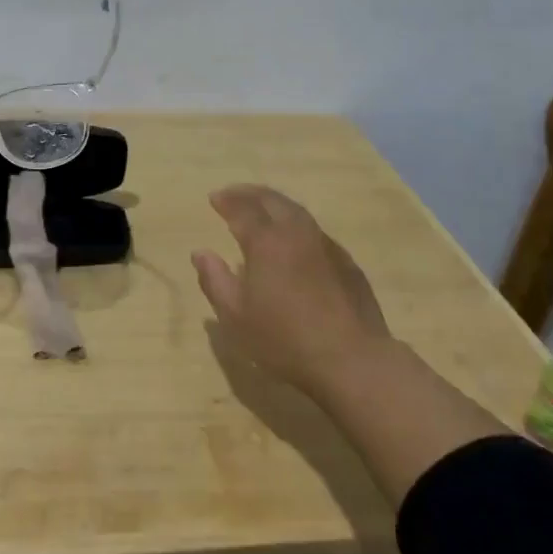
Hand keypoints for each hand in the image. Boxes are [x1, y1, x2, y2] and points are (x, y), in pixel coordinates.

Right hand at [191, 185, 390, 398]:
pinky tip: (294, 242)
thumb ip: (215, 280)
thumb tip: (200, 253)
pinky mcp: (347, 262)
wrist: (352, 359)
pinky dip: (296, 225)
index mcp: (266, 241)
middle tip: (234, 194)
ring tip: (262, 211)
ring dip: (275, 204)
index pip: (243, 208)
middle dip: (250, 193)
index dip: (226, 201)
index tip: (214, 198)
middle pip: (272, 200)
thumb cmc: (284, 339)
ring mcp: (326, 245)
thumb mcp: (235, 316)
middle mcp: (297, 233)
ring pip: (297, 211)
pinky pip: (315, 231)